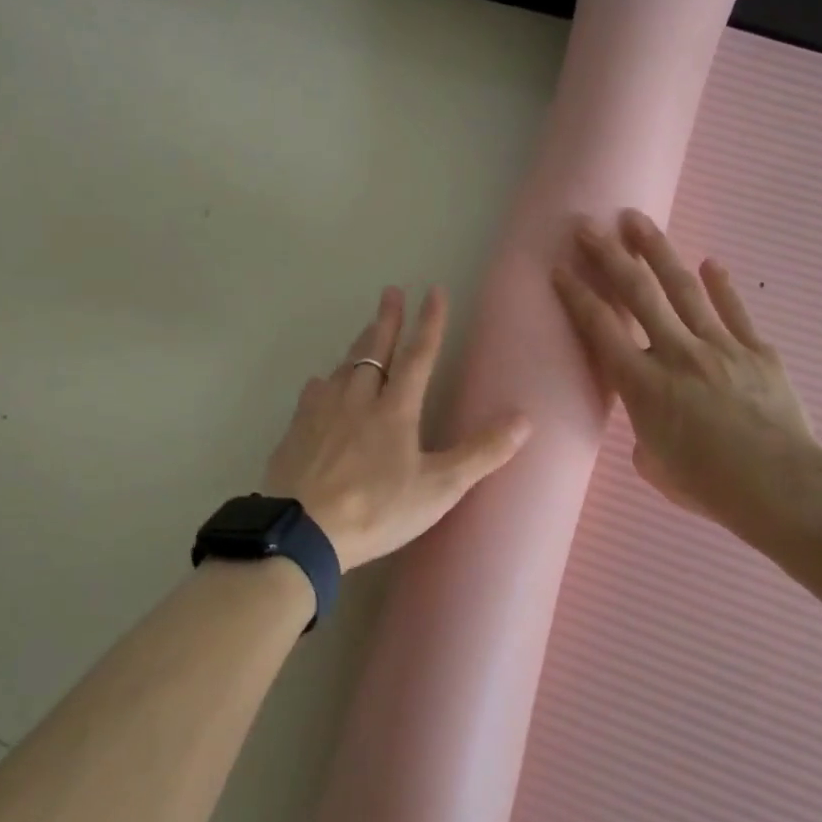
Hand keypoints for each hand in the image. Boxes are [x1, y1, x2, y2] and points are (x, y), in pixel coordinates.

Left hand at [263, 286, 530, 571]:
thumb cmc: (376, 510)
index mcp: (395, 410)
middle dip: (387, 320)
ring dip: (358, 346)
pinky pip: (313, 394)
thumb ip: (481, 453)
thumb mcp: (438, 488)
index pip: (418, 356)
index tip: (434, 291)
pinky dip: (324, 382)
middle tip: (390, 291)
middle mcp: (357, 400)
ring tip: (364, 330)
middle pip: (374, 351)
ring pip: (343, 368)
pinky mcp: (296, 431)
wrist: (301, 531)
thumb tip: (525, 419)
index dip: (430, 323)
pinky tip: (321, 384)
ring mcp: (321, 413)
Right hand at [551, 210, 821, 550]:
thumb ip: (646, 433)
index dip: (577, 296)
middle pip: (637, 295)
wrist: (779, 486)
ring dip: (657, 252)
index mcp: (642, 384)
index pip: (600, 329)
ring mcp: (719, 347)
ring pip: (683, 289)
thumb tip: (656, 422)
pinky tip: (710, 262)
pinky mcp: (757, 351)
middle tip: (589, 226)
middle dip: (609, 257)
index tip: (560, 269)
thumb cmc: (707, 485)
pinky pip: (734, 312)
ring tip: (638, 222)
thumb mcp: (655, 465)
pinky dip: (721, 286)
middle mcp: (675, 354)